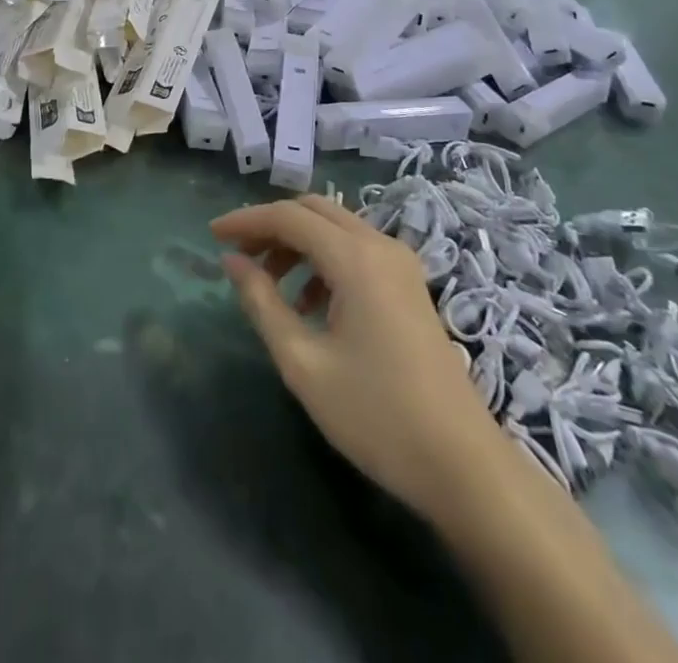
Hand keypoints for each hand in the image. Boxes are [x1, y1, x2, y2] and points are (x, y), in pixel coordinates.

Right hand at [211, 195, 503, 511]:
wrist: (465, 466)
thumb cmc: (377, 415)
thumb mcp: (303, 363)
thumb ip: (262, 303)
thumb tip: (232, 261)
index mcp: (355, 258)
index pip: (288, 216)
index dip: (245, 220)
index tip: (212, 236)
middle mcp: (380, 246)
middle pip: (313, 211)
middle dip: (271, 226)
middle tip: (239, 257)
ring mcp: (401, 264)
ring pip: (336, 228)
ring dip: (297, 243)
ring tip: (269, 285)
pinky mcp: (410, 286)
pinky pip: (356, 250)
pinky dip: (324, 260)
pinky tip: (310, 305)